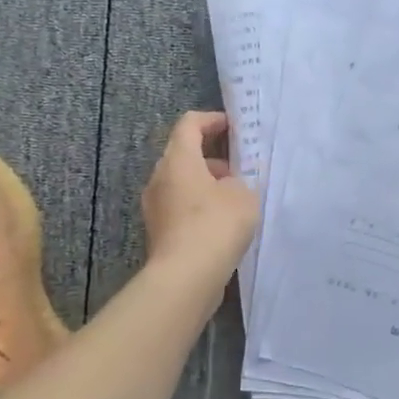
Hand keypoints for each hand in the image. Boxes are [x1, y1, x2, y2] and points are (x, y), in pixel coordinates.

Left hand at [140, 111, 259, 285]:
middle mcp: (160, 177)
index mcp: (178, 159)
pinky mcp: (158, 231)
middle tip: (239, 168)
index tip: (234, 128)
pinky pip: (179, 207)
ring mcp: (155, 206)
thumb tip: (228, 186)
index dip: (212, 120)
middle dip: (212, 157)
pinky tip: (221, 224)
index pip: (190, 124)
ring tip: (235, 199)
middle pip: (183, 154)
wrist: (185, 278)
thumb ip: (240, 181)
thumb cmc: (216, 224)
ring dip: (206, 184)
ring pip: (181, 182)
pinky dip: (198, 206)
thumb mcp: (243, 195)